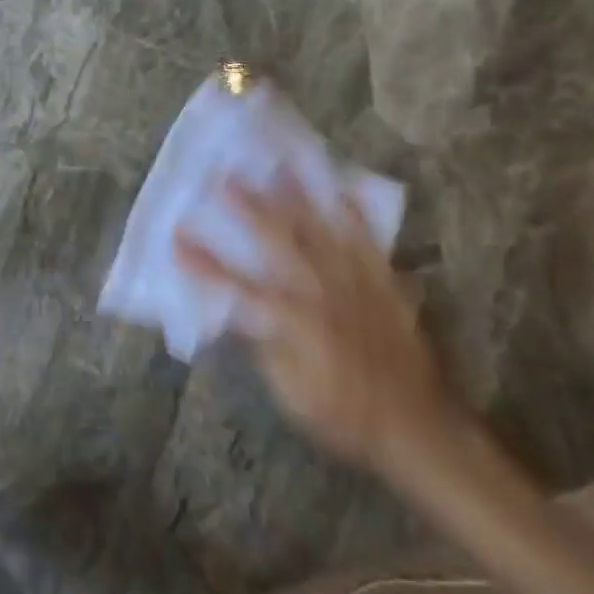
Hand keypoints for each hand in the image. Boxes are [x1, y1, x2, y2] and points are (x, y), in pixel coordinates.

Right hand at [174, 174, 455, 473]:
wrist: (417, 427)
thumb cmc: (343, 415)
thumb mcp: (290, 392)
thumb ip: (264, 345)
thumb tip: (238, 313)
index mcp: (292, 321)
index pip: (236, 284)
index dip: (203, 260)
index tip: (176, 236)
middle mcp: (322, 294)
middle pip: (280, 242)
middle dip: (250, 208)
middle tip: (226, 176)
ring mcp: (356, 285)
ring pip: (323, 232)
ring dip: (299, 197)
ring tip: (280, 165)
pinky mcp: (383, 285)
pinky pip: (370, 244)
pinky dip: (357, 216)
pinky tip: (344, 190)